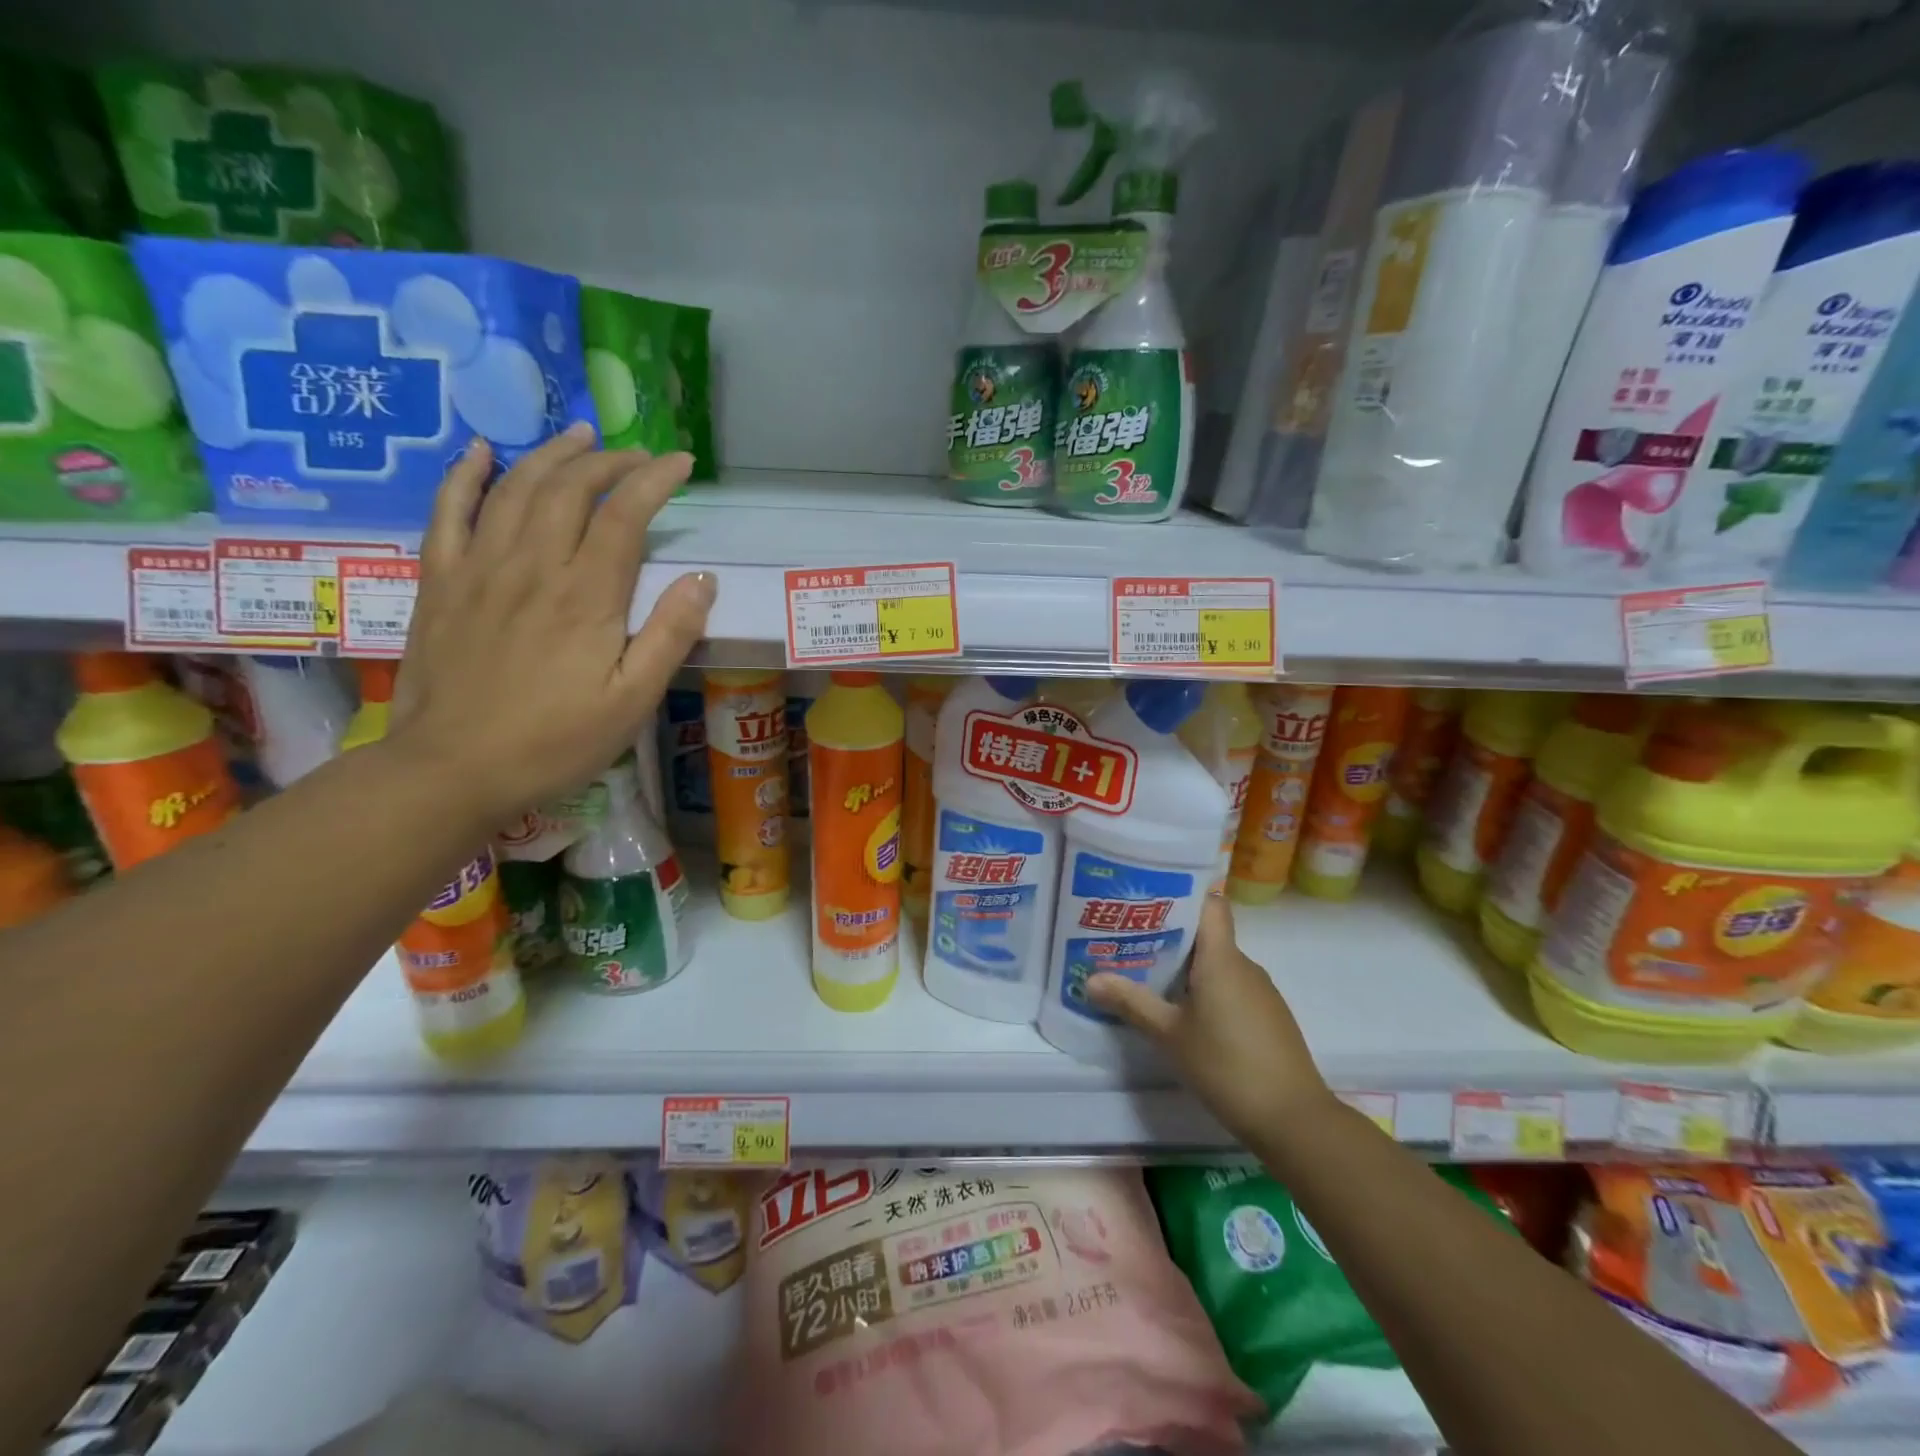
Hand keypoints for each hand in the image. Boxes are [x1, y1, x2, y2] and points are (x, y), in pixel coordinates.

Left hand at [388, 425, 713, 829]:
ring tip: (580, 437)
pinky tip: (482, 452)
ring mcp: (479, 568)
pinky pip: (448, 511)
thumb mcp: (632, 701)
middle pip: (571, 488)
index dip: (656, 480)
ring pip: (516, 488)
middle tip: (638, 457)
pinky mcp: (440, 581)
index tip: (682, 463)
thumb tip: (702, 579)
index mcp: (586, 596)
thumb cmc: (555, 742)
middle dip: (610, 462)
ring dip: (552, 454)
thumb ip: (669, 636)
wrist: (451, 769)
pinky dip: (465, 474)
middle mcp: (532, 566)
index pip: (626, 515)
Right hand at [1088, 895, 1333, 1148]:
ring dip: (1186, 968)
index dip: (1181, 896)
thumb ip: (1131, 1003)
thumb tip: (1090, 979)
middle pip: (1206, 935)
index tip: (1147, 901)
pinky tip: (1183, 1014)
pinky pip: (1231, 988)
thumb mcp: (1169, 1035)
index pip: (1209, 904)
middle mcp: (1244, 966)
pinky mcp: (1267, 1016)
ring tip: (1147, 977)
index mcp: (1222, 958)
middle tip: (1129, 942)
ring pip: (1217, 964)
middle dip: (1168, 937)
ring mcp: (1260, 992)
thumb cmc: (1226, 1066)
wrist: (1294, 1120)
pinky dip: (1206, 991)